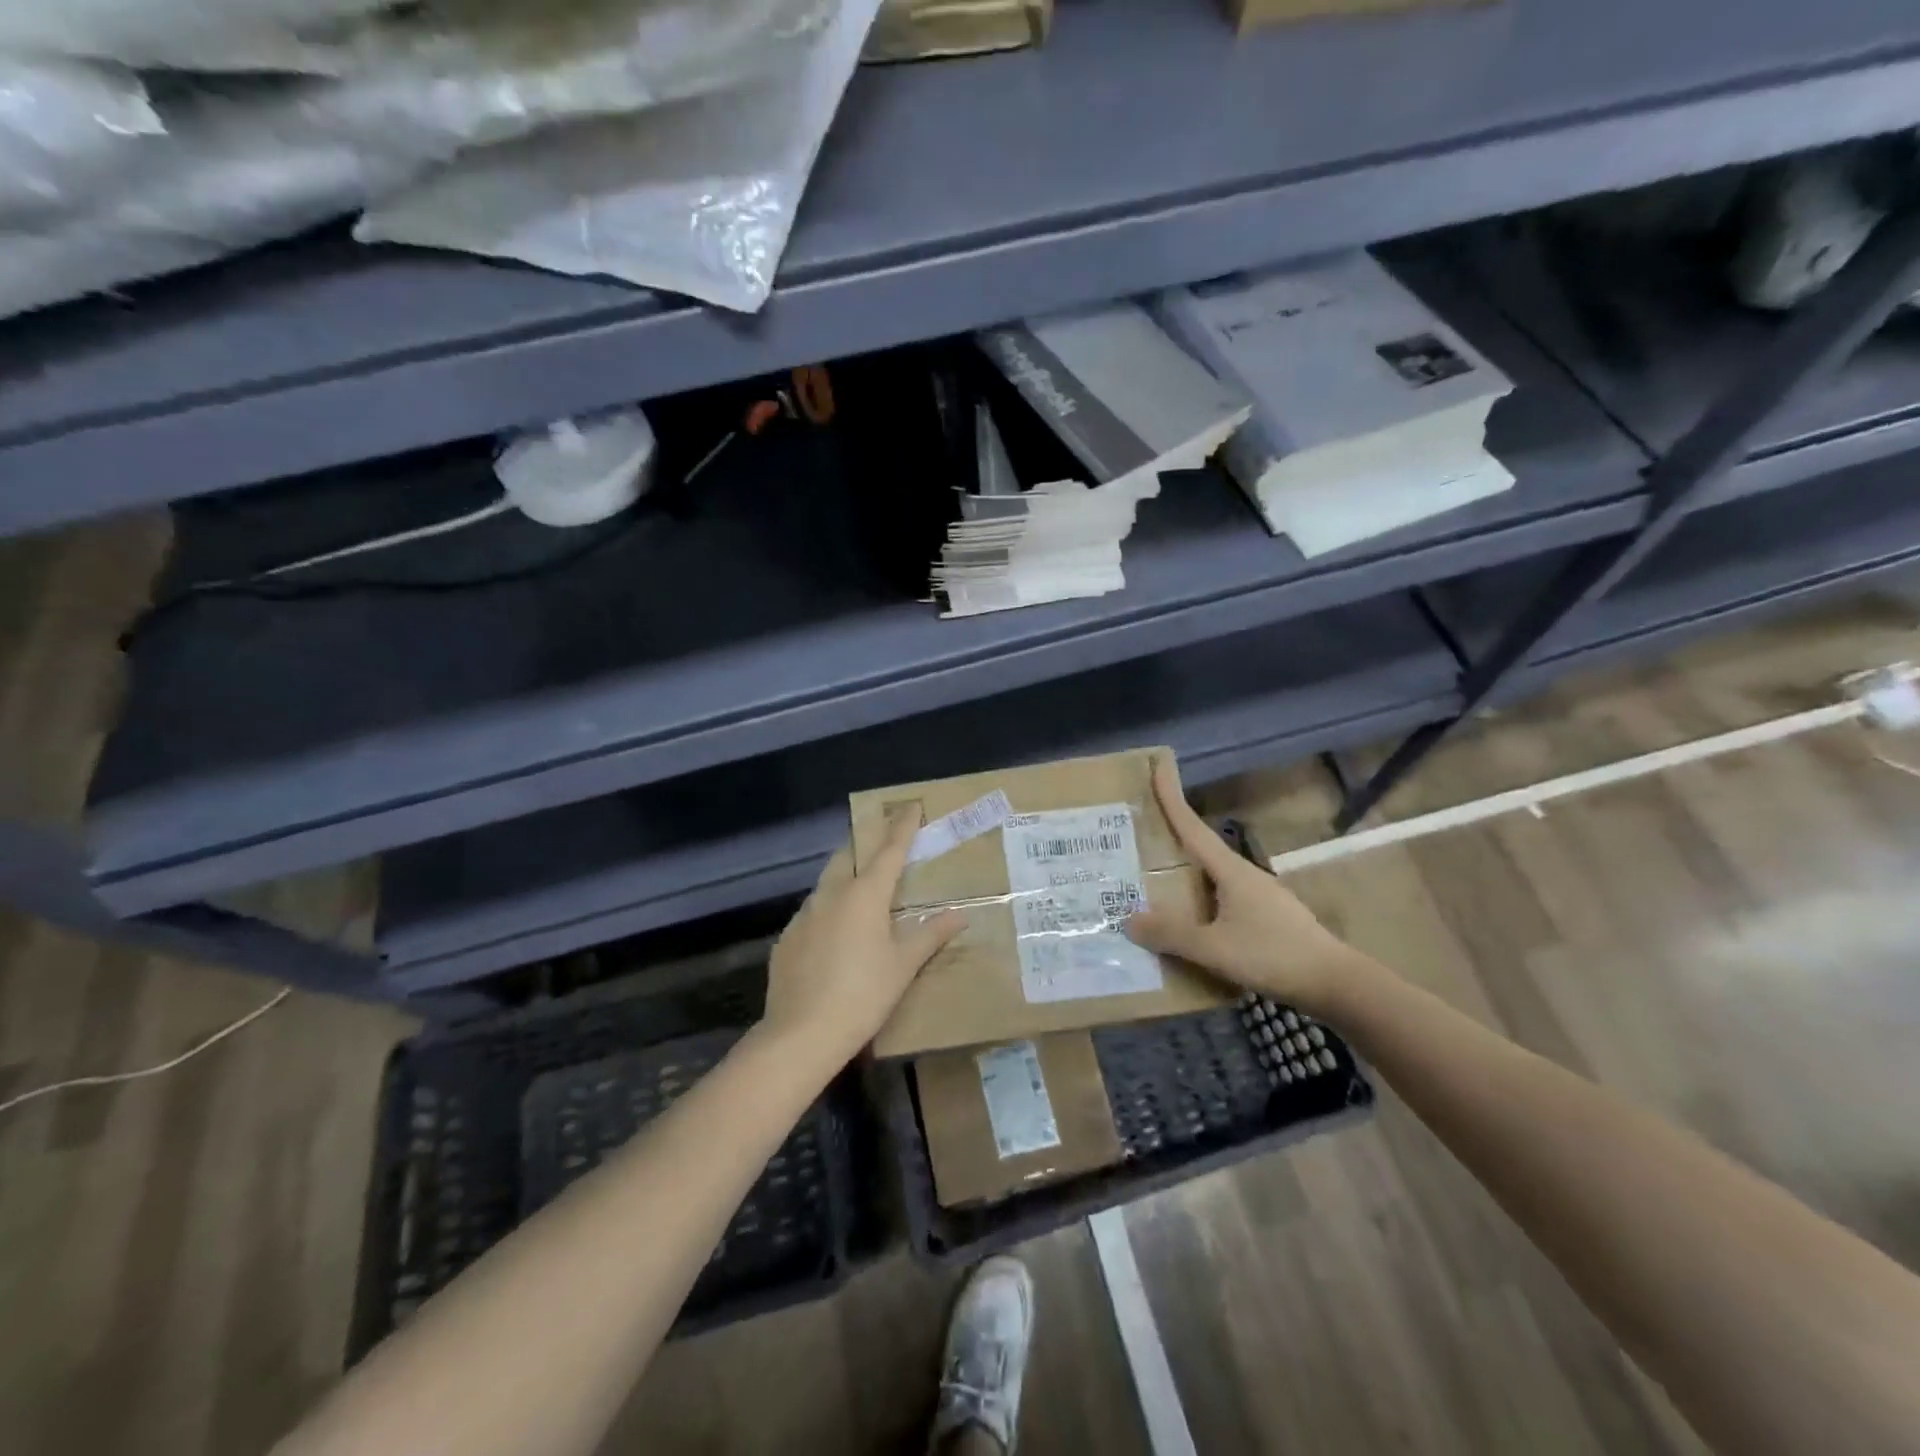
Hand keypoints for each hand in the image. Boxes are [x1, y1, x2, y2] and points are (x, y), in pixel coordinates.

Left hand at [760, 811, 965, 1068]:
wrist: (801, 1034)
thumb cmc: (863, 995)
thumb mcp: (903, 966)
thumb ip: (930, 936)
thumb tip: (959, 916)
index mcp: (864, 895)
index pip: (889, 851)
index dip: (902, 827)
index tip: (910, 806)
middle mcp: (831, 895)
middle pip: (849, 856)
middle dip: (866, 843)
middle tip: (883, 843)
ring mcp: (804, 915)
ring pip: (827, 882)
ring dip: (846, 875)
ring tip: (861, 887)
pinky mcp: (787, 938)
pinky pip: (812, 910)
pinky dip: (828, 908)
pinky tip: (834, 932)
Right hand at [1125, 757, 1369, 1015]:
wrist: (1336, 983)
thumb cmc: (1273, 954)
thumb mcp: (1215, 948)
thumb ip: (1172, 934)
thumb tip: (1128, 919)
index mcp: (1230, 870)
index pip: (1192, 826)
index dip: (1171, 797)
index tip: (1156, 767)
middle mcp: (1243, 875)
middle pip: (1199, 848)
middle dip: (1170, 836)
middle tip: (1136, 831)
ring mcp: (1258, 896)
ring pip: (1210, 877)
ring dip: (1183, 873)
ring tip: (1152, 880)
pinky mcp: (1265, 918)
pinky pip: (1220, 900)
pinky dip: (1198, 901)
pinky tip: (1188, 921)